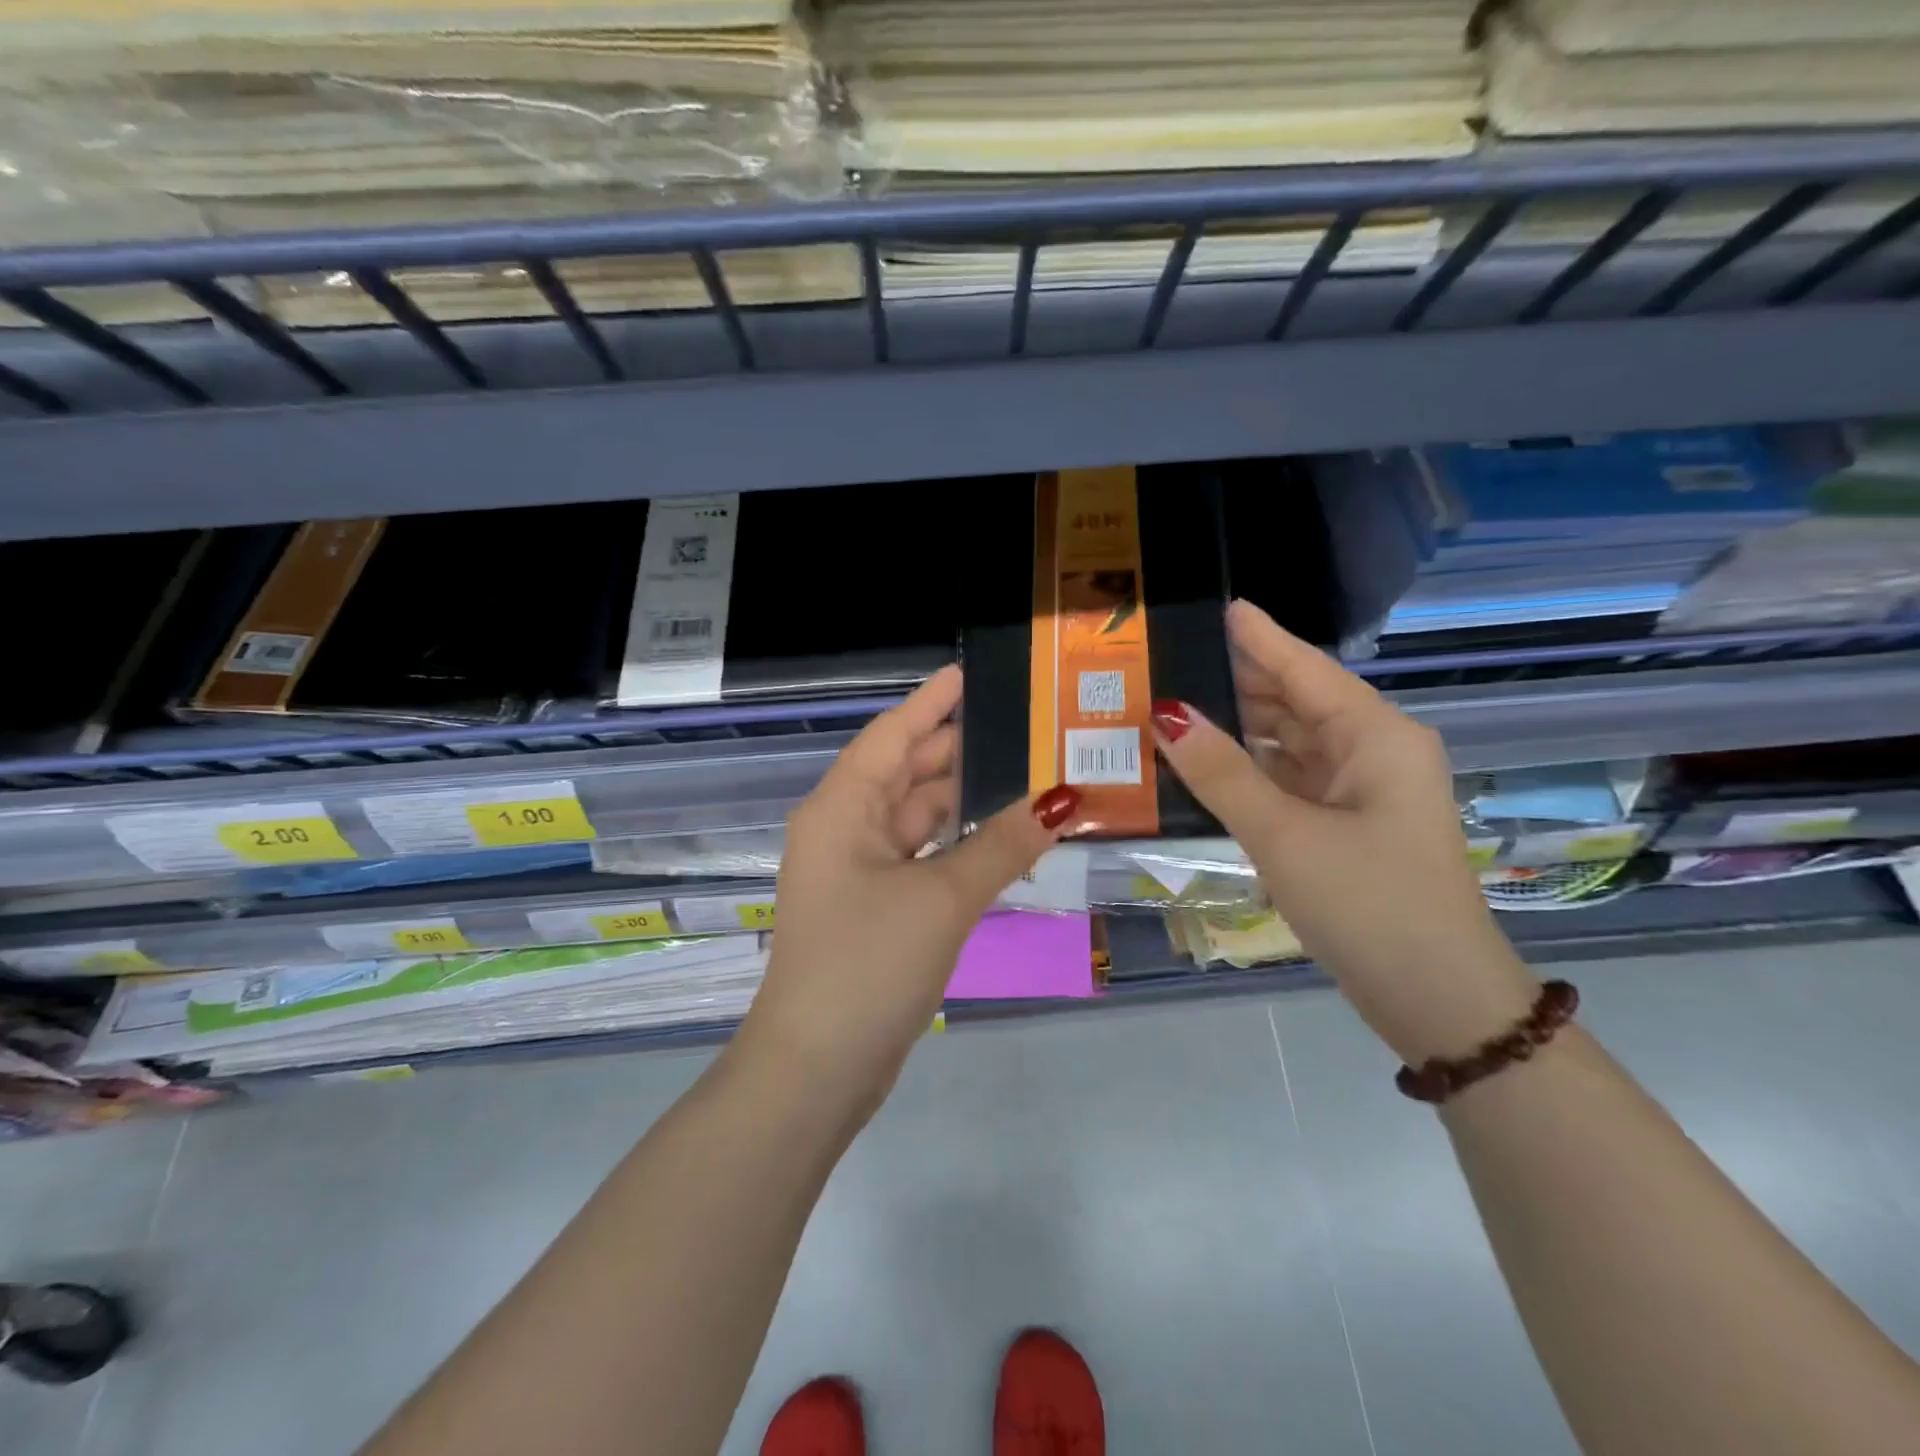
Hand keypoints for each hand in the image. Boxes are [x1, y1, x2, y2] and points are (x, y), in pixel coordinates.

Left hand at [735, 665, 1080, 1114]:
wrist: (817, 1068)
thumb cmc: (868, 964)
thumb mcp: (942, 898)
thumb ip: (1003, 844)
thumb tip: (1063, 798)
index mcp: (842, 808)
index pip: (893, 734)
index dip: (931, 701)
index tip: (970, 672)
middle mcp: (844, 828)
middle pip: (906, 771)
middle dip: (958, 747)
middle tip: (1023, 725)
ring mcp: (858, 870)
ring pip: (917, 816)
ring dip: (963, 799)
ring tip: (1025, 772)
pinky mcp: (875, 906)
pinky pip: (921, 855)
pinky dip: (957, 843)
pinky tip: (1001, 836)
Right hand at [1151, 601, 1539, 1064]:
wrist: (1435, 998)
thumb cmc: (1367, 902)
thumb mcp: (1283, 834)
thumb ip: (1221, 772)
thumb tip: (1165, 714)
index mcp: (1376, 736)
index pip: (1305, 669)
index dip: (1261, 638)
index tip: (1225, 606)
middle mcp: (1375, 753)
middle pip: (1298, 702)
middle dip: (1241, 682)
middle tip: (1176, 662)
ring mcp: (1364, 792)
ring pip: (1293, 743)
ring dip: (1242, 729)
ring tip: (1180, 708)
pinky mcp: (1349, 826)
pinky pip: (1293, 780)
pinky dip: (1253, 770)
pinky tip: (1210, 766)